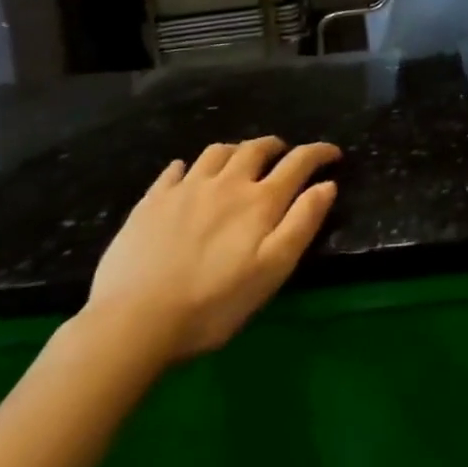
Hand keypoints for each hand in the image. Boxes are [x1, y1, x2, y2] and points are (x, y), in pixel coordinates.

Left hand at [82, 137, 340, 367]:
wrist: (134, 320)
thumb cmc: (213, 303)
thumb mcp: (272, 270)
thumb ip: (302, 223)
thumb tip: (327, 185)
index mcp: (259, 200)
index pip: (298, 162)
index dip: (319, 152)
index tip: (333, 153)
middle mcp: (226, 183)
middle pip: (256, 148)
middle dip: (276, 146)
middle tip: (284, 154)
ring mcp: (186, 188)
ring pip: (218, 152)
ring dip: (236, 150)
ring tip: (239, 161)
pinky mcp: (152, 201)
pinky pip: (175, 169)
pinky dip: (189, 166)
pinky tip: (187, 174)